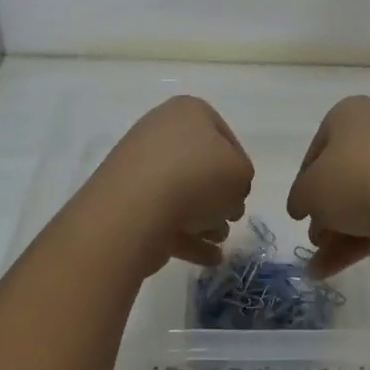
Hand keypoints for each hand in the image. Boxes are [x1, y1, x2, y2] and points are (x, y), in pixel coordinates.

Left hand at [82, 96, 253, 272]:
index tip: (242, 192)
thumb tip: (226, 194)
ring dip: (205, 217)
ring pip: (182, 193)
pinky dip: (186, 236)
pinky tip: (208, 257)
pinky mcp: (126, 201)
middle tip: (231, 217)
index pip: (225, 137)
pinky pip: (164, 216)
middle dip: (219, 195)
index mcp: (188, 111)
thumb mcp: (241, 173)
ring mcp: (139, 167)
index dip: (239, 167)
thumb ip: (242, 179)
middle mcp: (160, 132)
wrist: (135, 209)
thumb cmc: (197, 177)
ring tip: (217, 240)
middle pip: (201, 165)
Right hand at [287, 96, 369, 277]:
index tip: (300, 212)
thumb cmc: (355, 178)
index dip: (304, 184)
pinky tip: (341, 265)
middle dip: (325, 213)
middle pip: (343, 175)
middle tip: (315, 241)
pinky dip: (365, 235)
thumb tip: (302, 205)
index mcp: (348, 113)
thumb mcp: (309, 190)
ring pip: (365, 195)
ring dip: (341, 230)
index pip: (317, 150)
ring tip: (321, 268)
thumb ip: (299, 198)